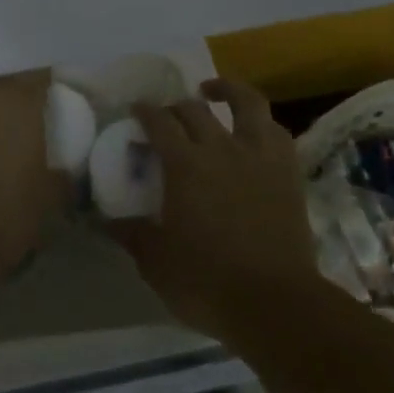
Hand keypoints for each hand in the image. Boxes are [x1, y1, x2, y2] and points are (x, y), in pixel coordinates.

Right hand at [115, 78, 321, 343]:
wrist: (274, 302)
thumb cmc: (206, 282)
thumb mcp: (156, 262)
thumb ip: (131, 234)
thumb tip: (105, 221)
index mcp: (185, 165)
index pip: (159, 122)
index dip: (145, 112)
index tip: (136, 111)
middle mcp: (222, 148)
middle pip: (195, 109)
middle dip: (175, 105)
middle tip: (166, 115)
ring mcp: (260, 156)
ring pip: (246, 103)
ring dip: (227, 90)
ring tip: (213, 91)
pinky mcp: (288, 171)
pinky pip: (276, 131)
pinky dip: (260, 122)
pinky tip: (253, 129)